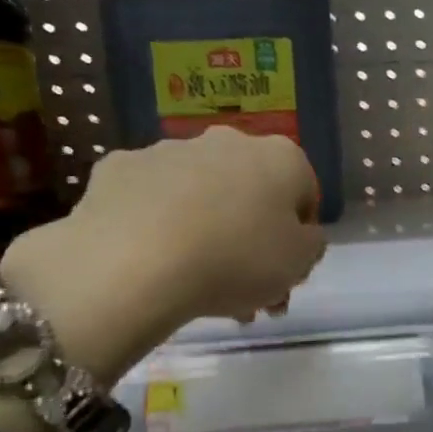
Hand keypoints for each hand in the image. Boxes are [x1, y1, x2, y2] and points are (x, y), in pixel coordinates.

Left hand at [1, 127, 325, 378]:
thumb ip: (312, 244)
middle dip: (252, 238)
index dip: (299, 237)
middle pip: (250, 193)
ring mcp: (169, 150)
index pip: (304, 194)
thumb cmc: (237, 260)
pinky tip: (155, 261)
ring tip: (199, 289)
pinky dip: (158, 224)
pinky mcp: (120, 167)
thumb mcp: (300, 262)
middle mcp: (227, 141)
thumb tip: (301, 234)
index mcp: (280, 157)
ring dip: (208, 233)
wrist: (135, 263)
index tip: (286, 272)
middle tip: (247, 290)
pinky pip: (151, 200)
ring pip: (201, 195)